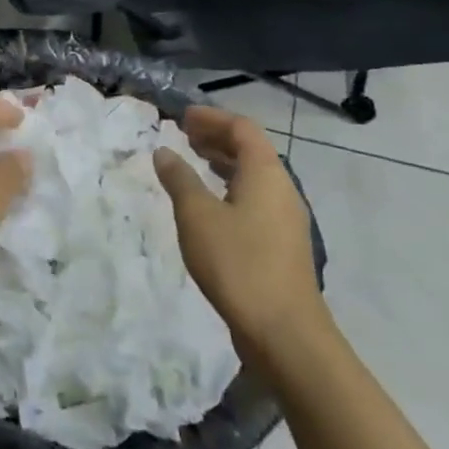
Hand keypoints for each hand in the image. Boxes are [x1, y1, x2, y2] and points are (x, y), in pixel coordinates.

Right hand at [152, 107, 326, 362]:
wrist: (284, 331)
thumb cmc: (238, 263)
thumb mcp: (197, 216)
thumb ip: (179, 179)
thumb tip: (164, 152)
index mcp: (266, 175)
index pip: (243, 129)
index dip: (213, 118)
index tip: (182, 116)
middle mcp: (282, 190)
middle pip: (251, 151)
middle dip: (217, 137)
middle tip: (183, 134)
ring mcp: (285, 219)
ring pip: (253, 177)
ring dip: (223, 163)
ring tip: (192, 162)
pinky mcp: (280, 244)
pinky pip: (254, 199)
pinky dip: (229, 188)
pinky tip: (209, 205)